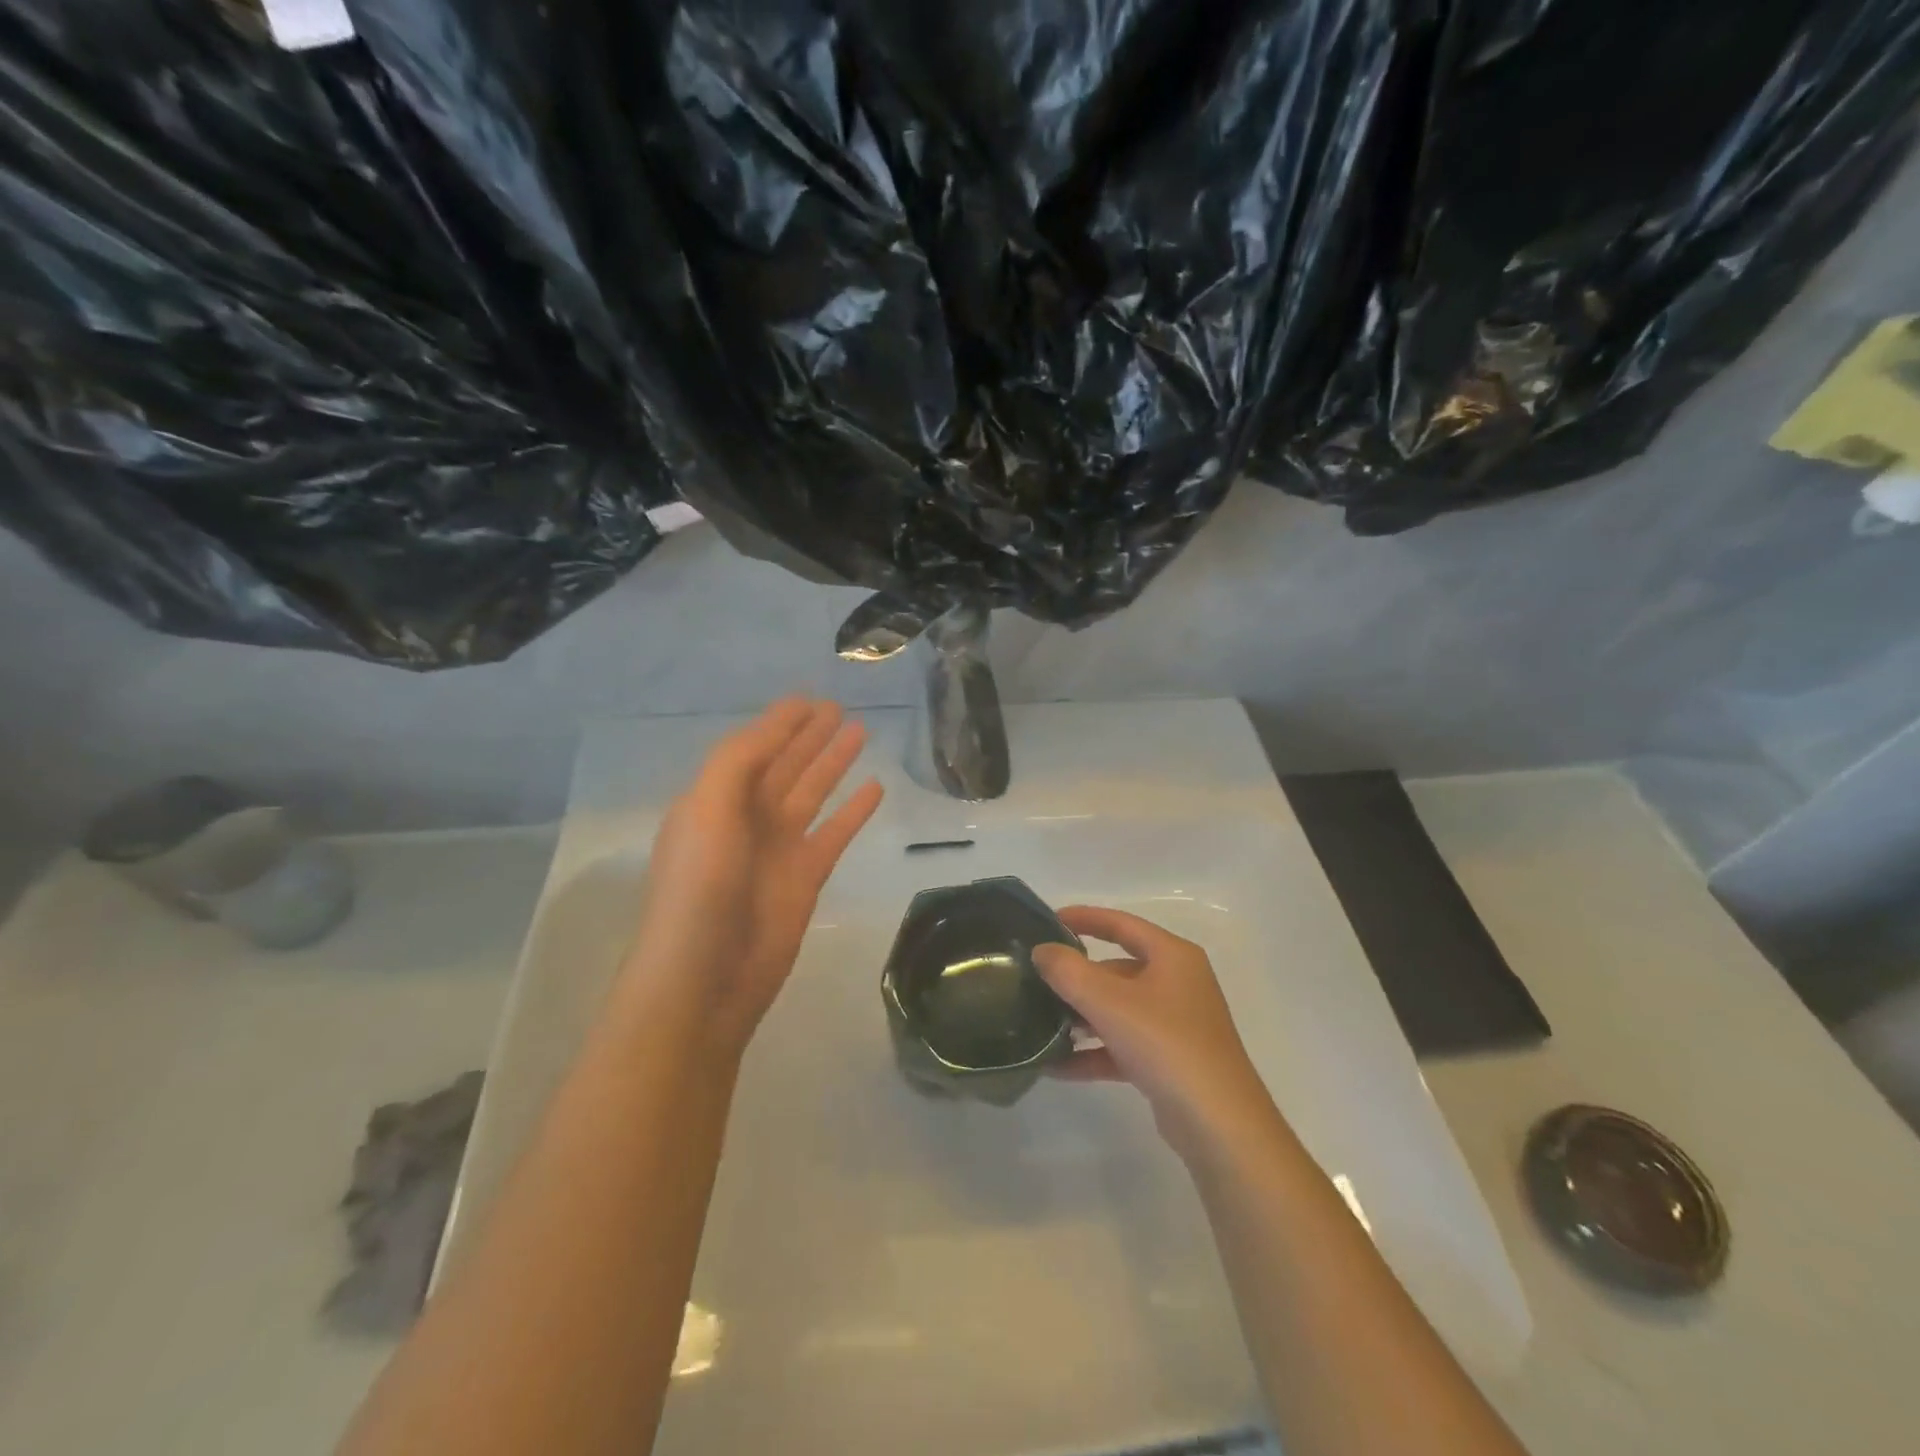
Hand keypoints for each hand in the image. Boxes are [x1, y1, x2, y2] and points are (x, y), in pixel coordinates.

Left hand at [618, 698, 883, 1056]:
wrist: (706, 977)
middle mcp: (747, 818)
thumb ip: (740, 762)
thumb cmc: (700, 889)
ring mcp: (778, 848)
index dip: (780, 723)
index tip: (809, 698)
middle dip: (809, 736)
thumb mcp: (708, 811)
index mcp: (715, 800)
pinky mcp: (806, 877)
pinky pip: (835, 832)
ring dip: (834, 763)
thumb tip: (780, 726)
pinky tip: (875, 788)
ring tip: (861, 732)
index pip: (753, 748)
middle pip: (785, 765)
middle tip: (839, 707)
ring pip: (813, 792)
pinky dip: (854, 811)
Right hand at [1033, 907, 1278, 1155]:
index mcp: (1172, 956)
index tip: (1048, 921)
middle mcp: (1177, 983)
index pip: (1122, 924)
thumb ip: (1069, 972)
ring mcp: (1175, 1024)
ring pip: (1118, 1009)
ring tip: (1039, 1024)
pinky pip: (1123, 1045)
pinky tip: (1056, 1065)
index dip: (1085, 918)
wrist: (1220, 1125)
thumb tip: (1042, 950)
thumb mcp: (1110, 1002)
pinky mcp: (1169, 1061)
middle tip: (1036, 981)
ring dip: (1081, 1016)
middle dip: (1077, 977)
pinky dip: (1093, 1051)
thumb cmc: (1166, 1044)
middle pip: (1117, 969)